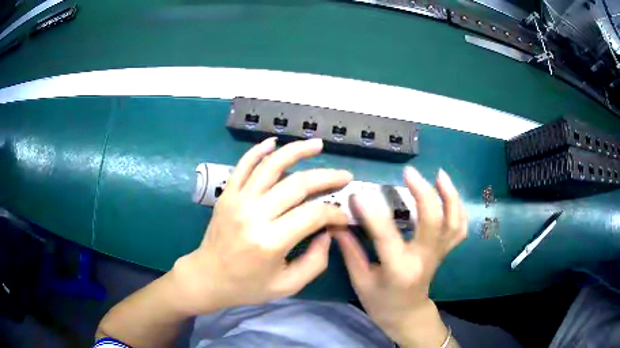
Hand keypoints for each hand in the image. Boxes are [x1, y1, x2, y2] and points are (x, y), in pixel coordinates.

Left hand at [173, 138, 351, 314]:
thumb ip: (315, 261)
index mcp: (271, 241)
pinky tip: (274, 141)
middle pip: (297, 184)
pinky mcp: (227, 194)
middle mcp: (254, 214)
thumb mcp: (288, 285)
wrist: (208, 277)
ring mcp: (238, 200)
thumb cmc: (247, 286)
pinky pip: (243, 165)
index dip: (334, 213)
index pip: (313, 215)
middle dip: (326, 177)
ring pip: (271, 166)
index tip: (343, 216)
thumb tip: (327, 232)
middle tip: (345, 176)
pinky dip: (258, 150)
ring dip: (296, 151)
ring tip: (317, 144)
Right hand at [334, 167, 466, 346]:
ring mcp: (439, 254)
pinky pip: (459, 228)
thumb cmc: (381, 302)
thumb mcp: (360, 281)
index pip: (386, 236)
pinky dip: (458, 208)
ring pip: (454, 222)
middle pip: (433, 222)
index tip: (357, 195)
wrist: (407, 315)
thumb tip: (336, 222)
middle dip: (423, 193)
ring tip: (440, 174)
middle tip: (409, 172)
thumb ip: (350, 250)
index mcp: (399, 270)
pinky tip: (449, 194)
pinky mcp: (445, 251)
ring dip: (450, 196)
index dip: (372, 213)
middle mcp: (424, 259)